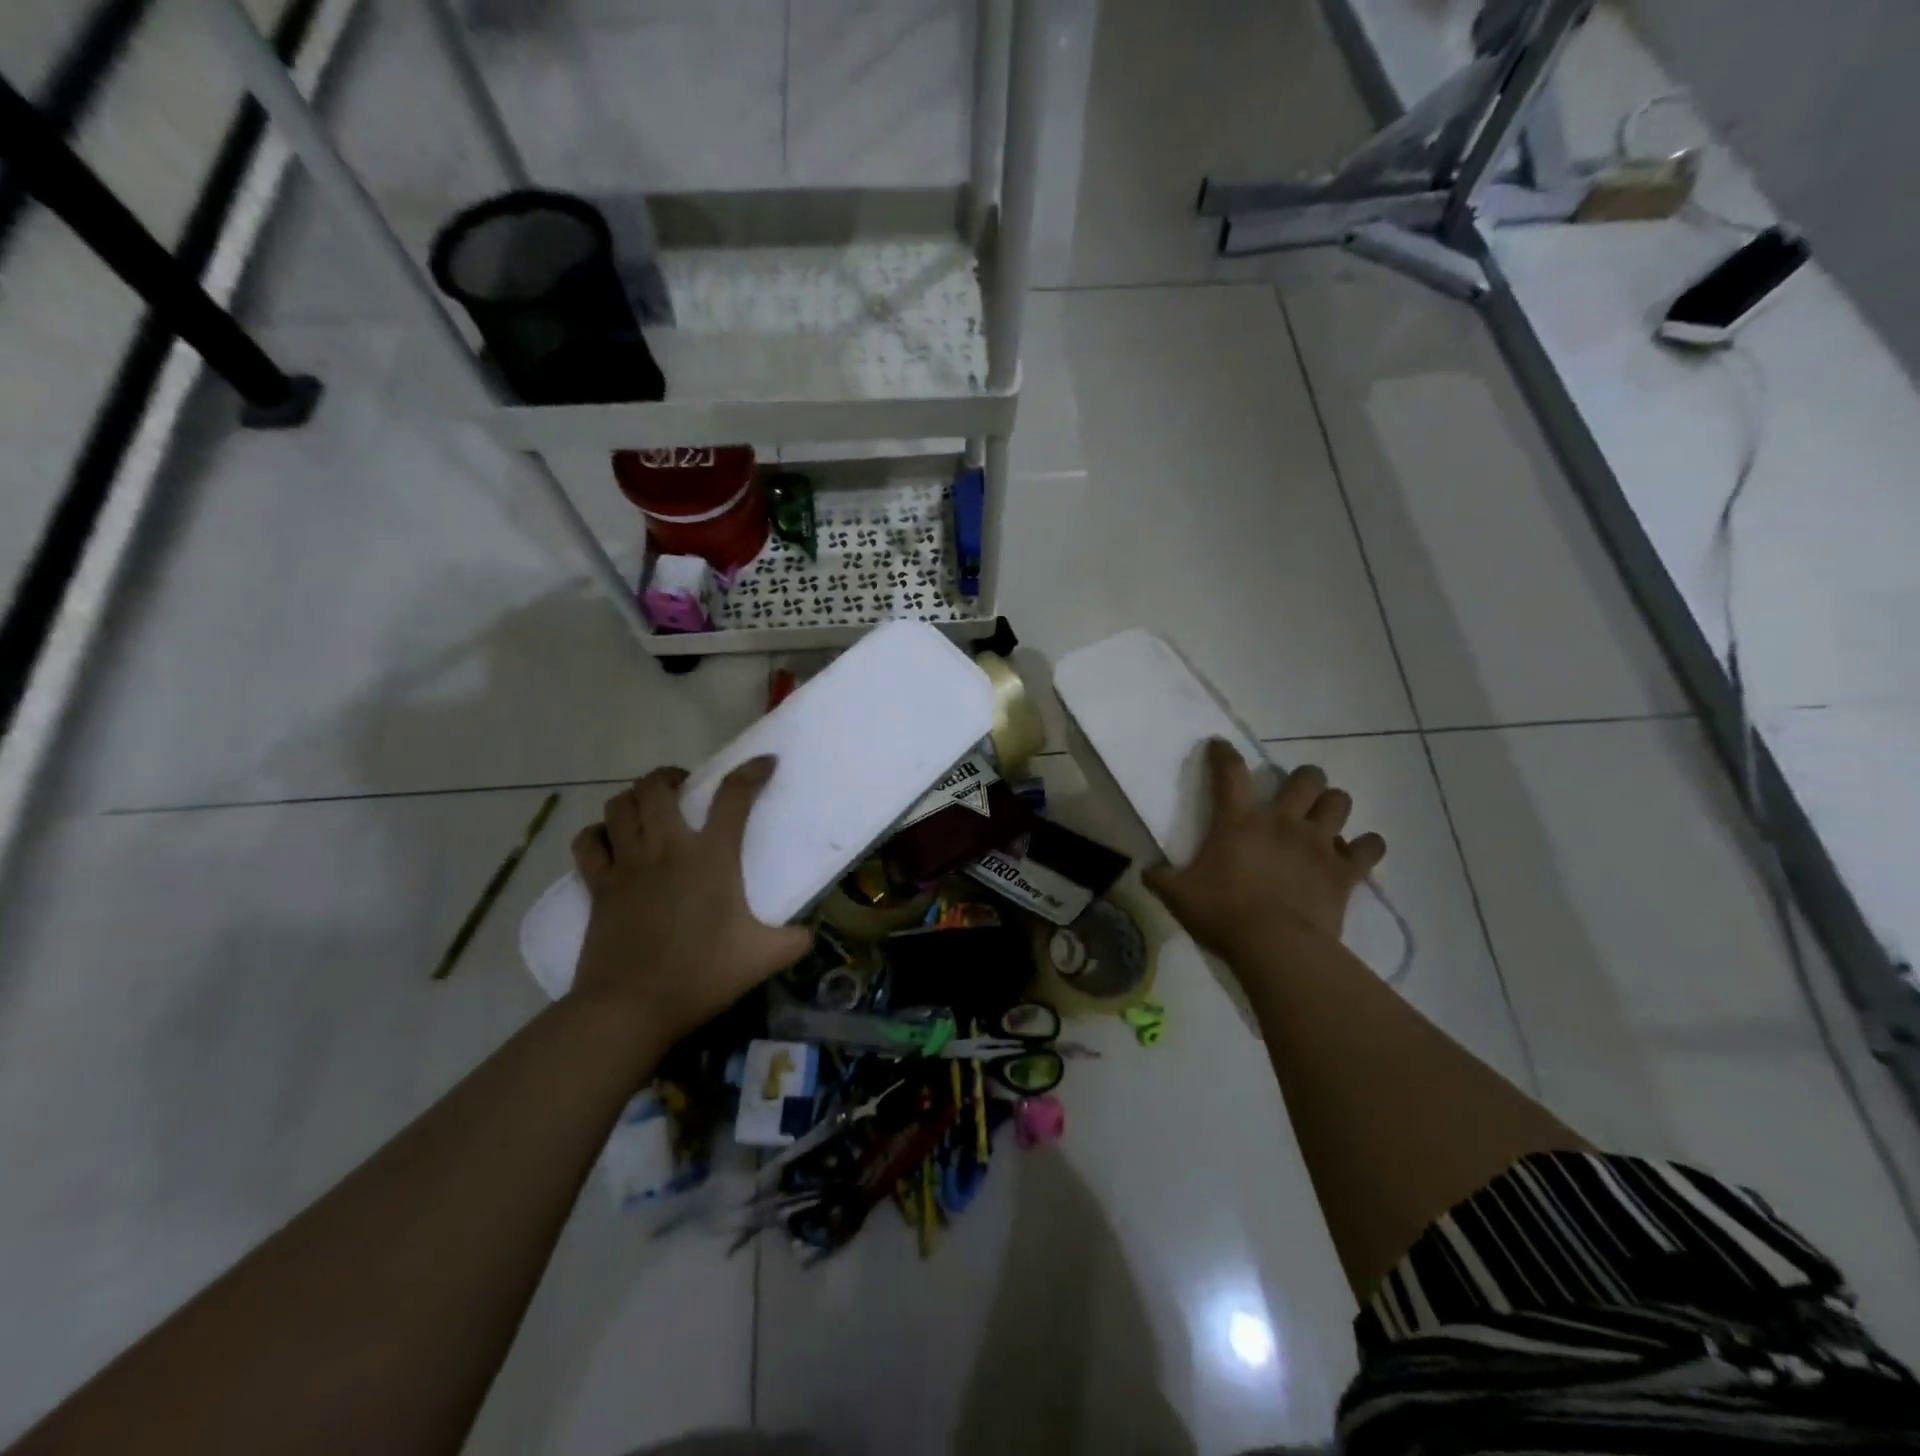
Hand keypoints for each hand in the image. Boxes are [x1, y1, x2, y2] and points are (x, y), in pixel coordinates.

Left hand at [568, 759, 811, 1049]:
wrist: (631, 1007)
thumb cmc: (701, 976)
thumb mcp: (763, 958)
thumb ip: (795, 940)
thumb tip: (811, 933)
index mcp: (712, 857)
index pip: (734, 796)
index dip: (752, 772)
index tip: (765, 763)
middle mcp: (667, 848)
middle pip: (657, 786)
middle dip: (671, 776)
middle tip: (685, 786)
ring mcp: (627, 864)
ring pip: (619, 805)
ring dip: (634, 798)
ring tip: (649, 808)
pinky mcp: (598, 885)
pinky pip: (588, 842)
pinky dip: (598, 833)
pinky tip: (611, 841)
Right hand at [1144, 740, 1385, 959]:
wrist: (1275, 947)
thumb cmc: (1223, 914)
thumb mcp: (1178, 896)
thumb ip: (1160, 878)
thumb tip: (1145, 872)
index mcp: (1239, 821)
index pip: (1229, 772)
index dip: (1224, 753)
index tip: (1219, 745)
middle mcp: (1282, 822)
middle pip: (1306, 778)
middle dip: (1304, 779)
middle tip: (1295, 794)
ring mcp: (1318, 843)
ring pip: (1339, 802)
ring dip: (1332, 805)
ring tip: (1323, 819)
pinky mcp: (1344, 870)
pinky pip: (1370, 847)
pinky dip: (1366, 847)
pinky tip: (1356, 854)